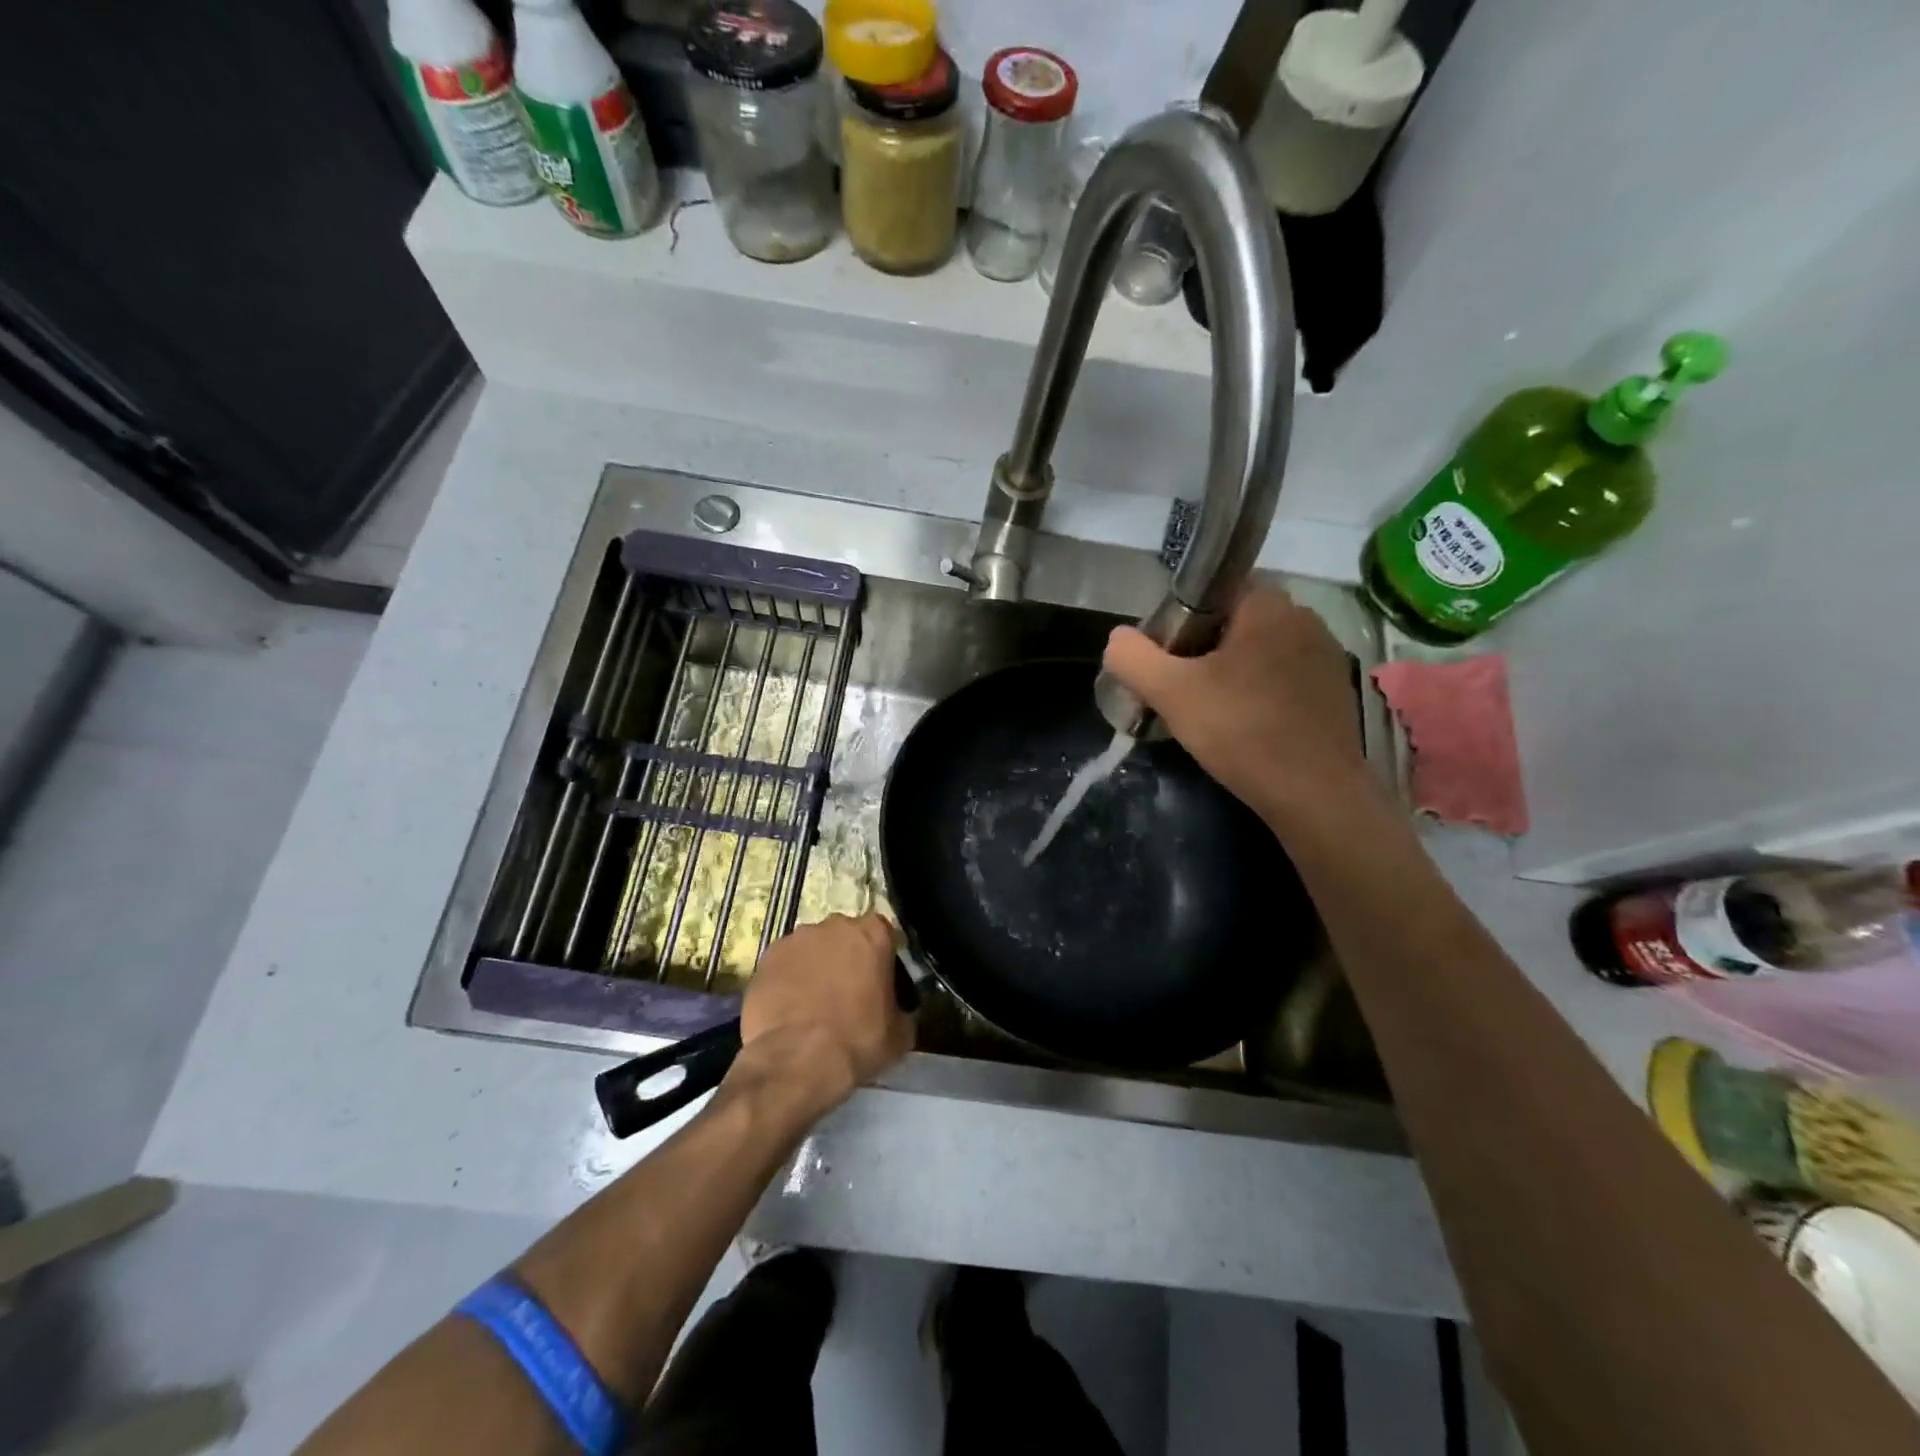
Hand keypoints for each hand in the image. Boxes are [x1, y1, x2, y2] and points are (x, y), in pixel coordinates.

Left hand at [733, 913, 912, 1113]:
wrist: (797, 1060)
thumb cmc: (857, 1041)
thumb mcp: (900, 1033)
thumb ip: (901, 1009)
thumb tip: (896, 1012)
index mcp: (873, 934)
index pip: (883, 934)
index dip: (880, 958)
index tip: (878, 983)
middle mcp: (834, 925)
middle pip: (844, 936)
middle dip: (846, 958)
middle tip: (846, 993)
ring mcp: (796, 939)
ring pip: (811, 949)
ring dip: (815, 967)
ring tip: (812, 1003)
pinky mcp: (766, 958)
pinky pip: (784, 965)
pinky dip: (787, 980)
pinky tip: (788, 1008)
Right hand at [1103, 587, 1371, 827]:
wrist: (1315, 794)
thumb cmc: (1241, 731)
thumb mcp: (1170, 693)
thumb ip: (1133, 658)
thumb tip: (1118, 639)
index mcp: (1268, 606)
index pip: (1213, 592)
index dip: (1182, 621)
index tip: (1168, 660)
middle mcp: (1305, 619)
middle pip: (1236, 624)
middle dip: (1205, 651)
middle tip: (1182, 691)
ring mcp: (1326, 657)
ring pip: (1261, 654)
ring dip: (1234, 675)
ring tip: (1213, 714)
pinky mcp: (1335, 693)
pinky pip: (1284, 680)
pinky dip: (1261, 695)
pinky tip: (1247, 728)